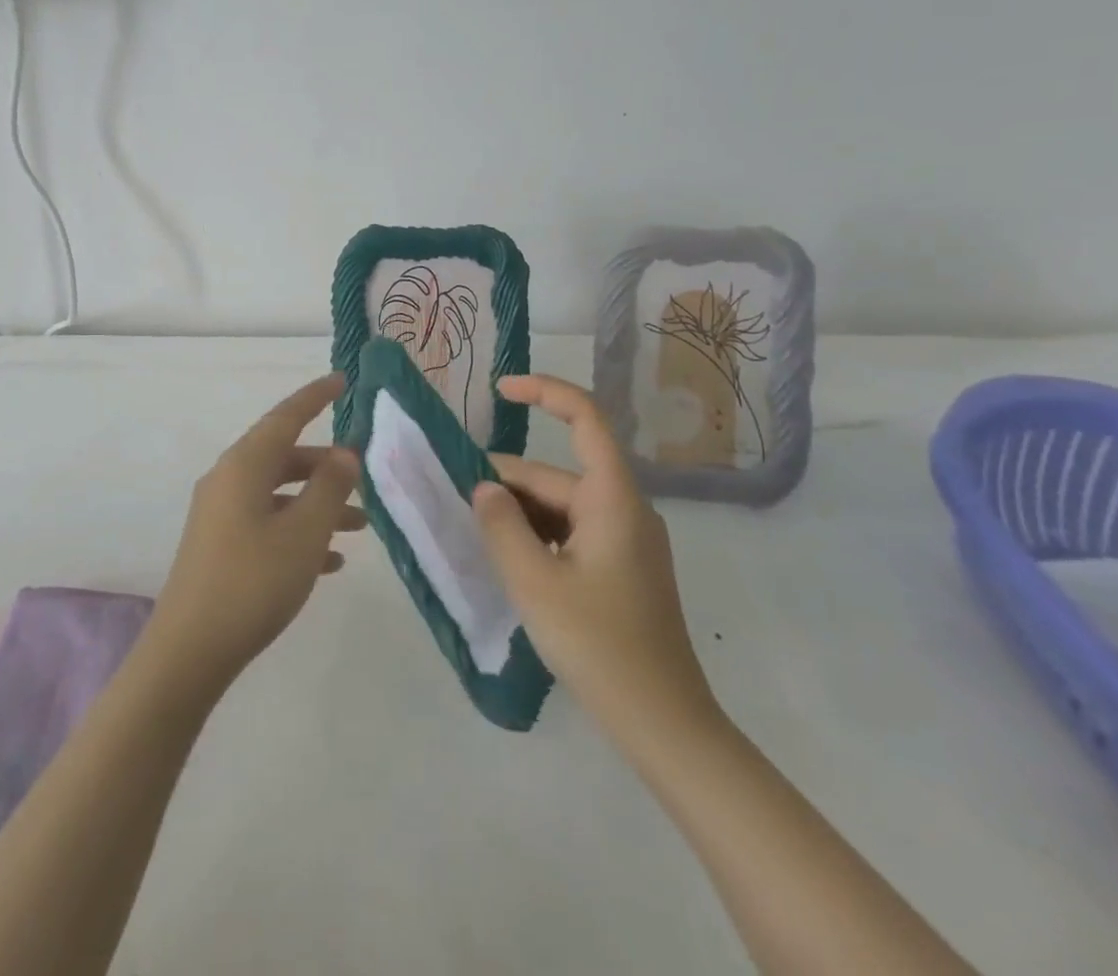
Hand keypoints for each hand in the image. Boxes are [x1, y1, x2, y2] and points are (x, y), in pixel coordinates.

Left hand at [148, 374, 365, 695]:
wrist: (190, 650)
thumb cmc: (254, 582)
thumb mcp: (304, 533)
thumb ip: (329, 487)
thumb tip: (344, 454)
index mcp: (244, 465)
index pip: (285, 416)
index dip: (315, 396)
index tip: (341, 379)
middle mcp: (228, 479)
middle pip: (284, 456)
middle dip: (326, 464)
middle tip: (363, 475)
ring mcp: (220, 513)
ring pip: (279, 492)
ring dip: (318, 502)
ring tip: (361, 526)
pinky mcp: (219, 544)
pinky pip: (267, 522)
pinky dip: (299, 529)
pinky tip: (330, 560)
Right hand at [471, 373, 720, 751]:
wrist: (664, 725)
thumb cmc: (599, 645)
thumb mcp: (534, 582)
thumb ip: (501, 526)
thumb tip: (483, 488)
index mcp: (612, 499)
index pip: (585, 418)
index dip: (544, 392)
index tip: (500, 391)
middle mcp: (623, 509)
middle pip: (557, 474)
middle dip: (507, 483)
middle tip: (454, 502)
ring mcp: (625, 542)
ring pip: (560, 507)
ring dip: (517, 514)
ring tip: (472, 534)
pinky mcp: (621, 570)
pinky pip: (570, 533)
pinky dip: (536, 537)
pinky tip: (506, 560)